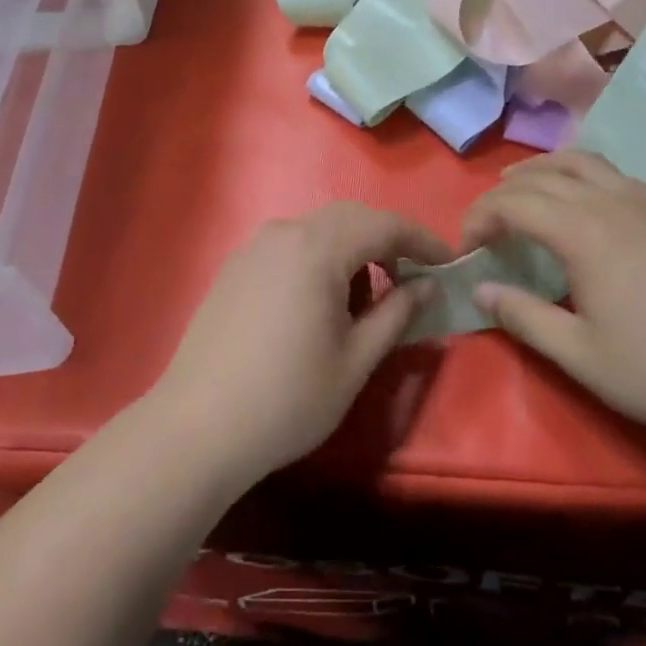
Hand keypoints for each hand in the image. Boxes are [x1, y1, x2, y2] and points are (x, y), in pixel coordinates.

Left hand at [149, 203, 451, 484]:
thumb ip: (397, 313)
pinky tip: (320, 302)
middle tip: (412, 278)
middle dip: (387, 241)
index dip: (422, 240)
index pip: (384, 225)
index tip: (449, 263)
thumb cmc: (288, 399)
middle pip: (350, 218)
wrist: (196, 427)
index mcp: (318, 248)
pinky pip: (290, 246)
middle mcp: (284, 233)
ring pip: (317, 230)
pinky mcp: (234, 267)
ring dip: (352, 250)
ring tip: (365, 299)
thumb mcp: (356, 361)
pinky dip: (318, 259)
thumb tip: (428, 284)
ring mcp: (253, 248)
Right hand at [462, 150, 645, 434]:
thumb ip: (522, 316)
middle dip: (502, 194)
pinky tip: (580, 200)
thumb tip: (480, 289)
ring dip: (541, 170)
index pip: (512, 203)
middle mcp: (610, 202)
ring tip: (521, 190)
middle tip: (485, 227)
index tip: (467, 250)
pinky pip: (613, 173)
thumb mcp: (577, 353)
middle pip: (541, 176)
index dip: (479, 218)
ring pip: (581, 161)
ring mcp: (645, 202)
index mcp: (582, 232)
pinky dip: (580, 174)